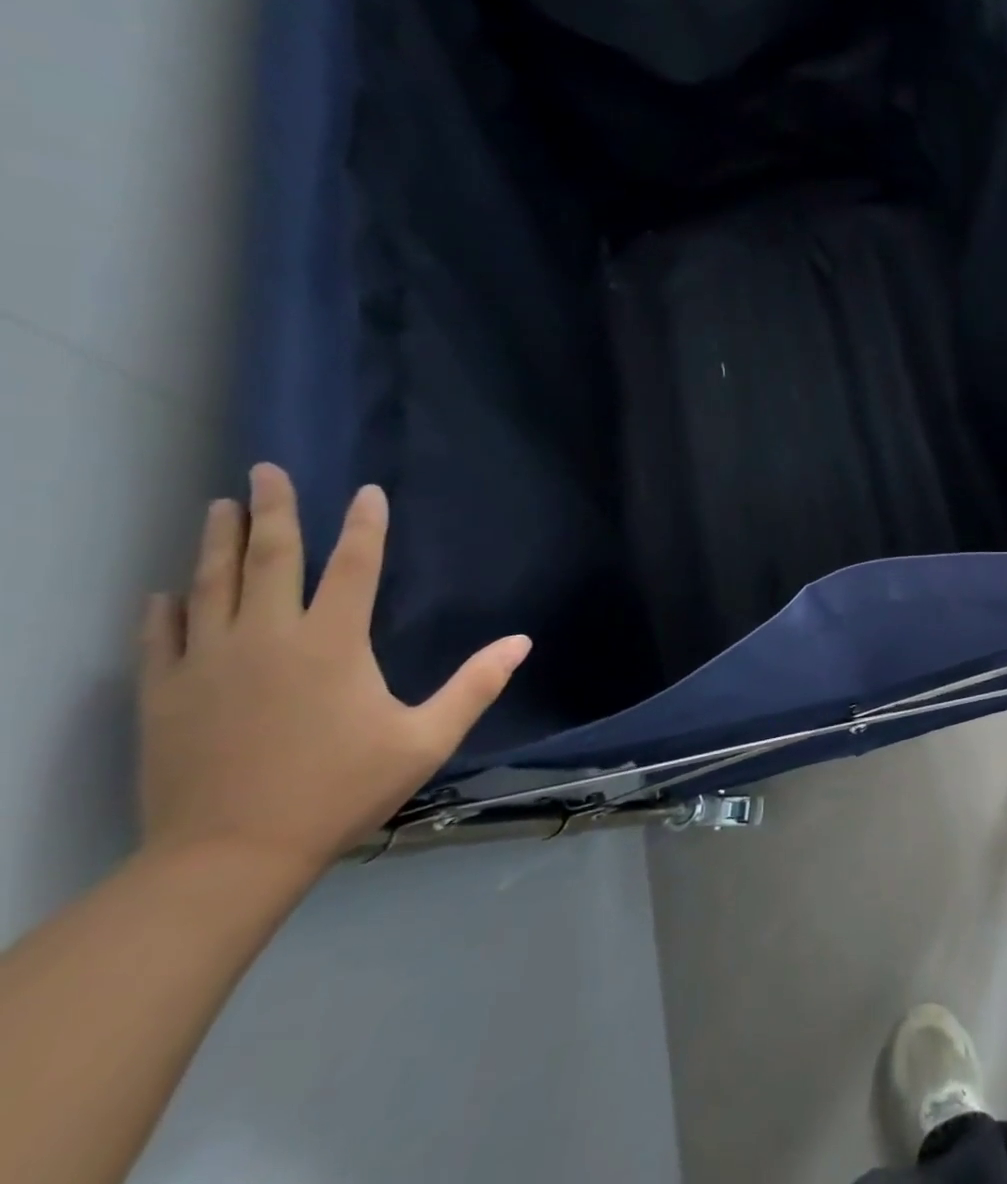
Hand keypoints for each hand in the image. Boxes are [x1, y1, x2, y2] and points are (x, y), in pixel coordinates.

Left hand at [137, 465, 530, 876]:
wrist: (228, 857)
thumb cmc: (339, 789)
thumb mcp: (426, 739)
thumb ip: (475, 685)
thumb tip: (523, 641)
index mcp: (332, 643)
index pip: (354, 567)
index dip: (364, 526)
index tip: (367, 492)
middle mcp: (267, 638)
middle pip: (271, 559)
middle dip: (273, 510)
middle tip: (265, 470)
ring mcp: (208, 663)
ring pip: (211, 586)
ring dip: (218, 543)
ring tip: (219, 507)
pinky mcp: (165, 694)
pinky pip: (161, 637)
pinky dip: (165, 610)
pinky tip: (165, 591)